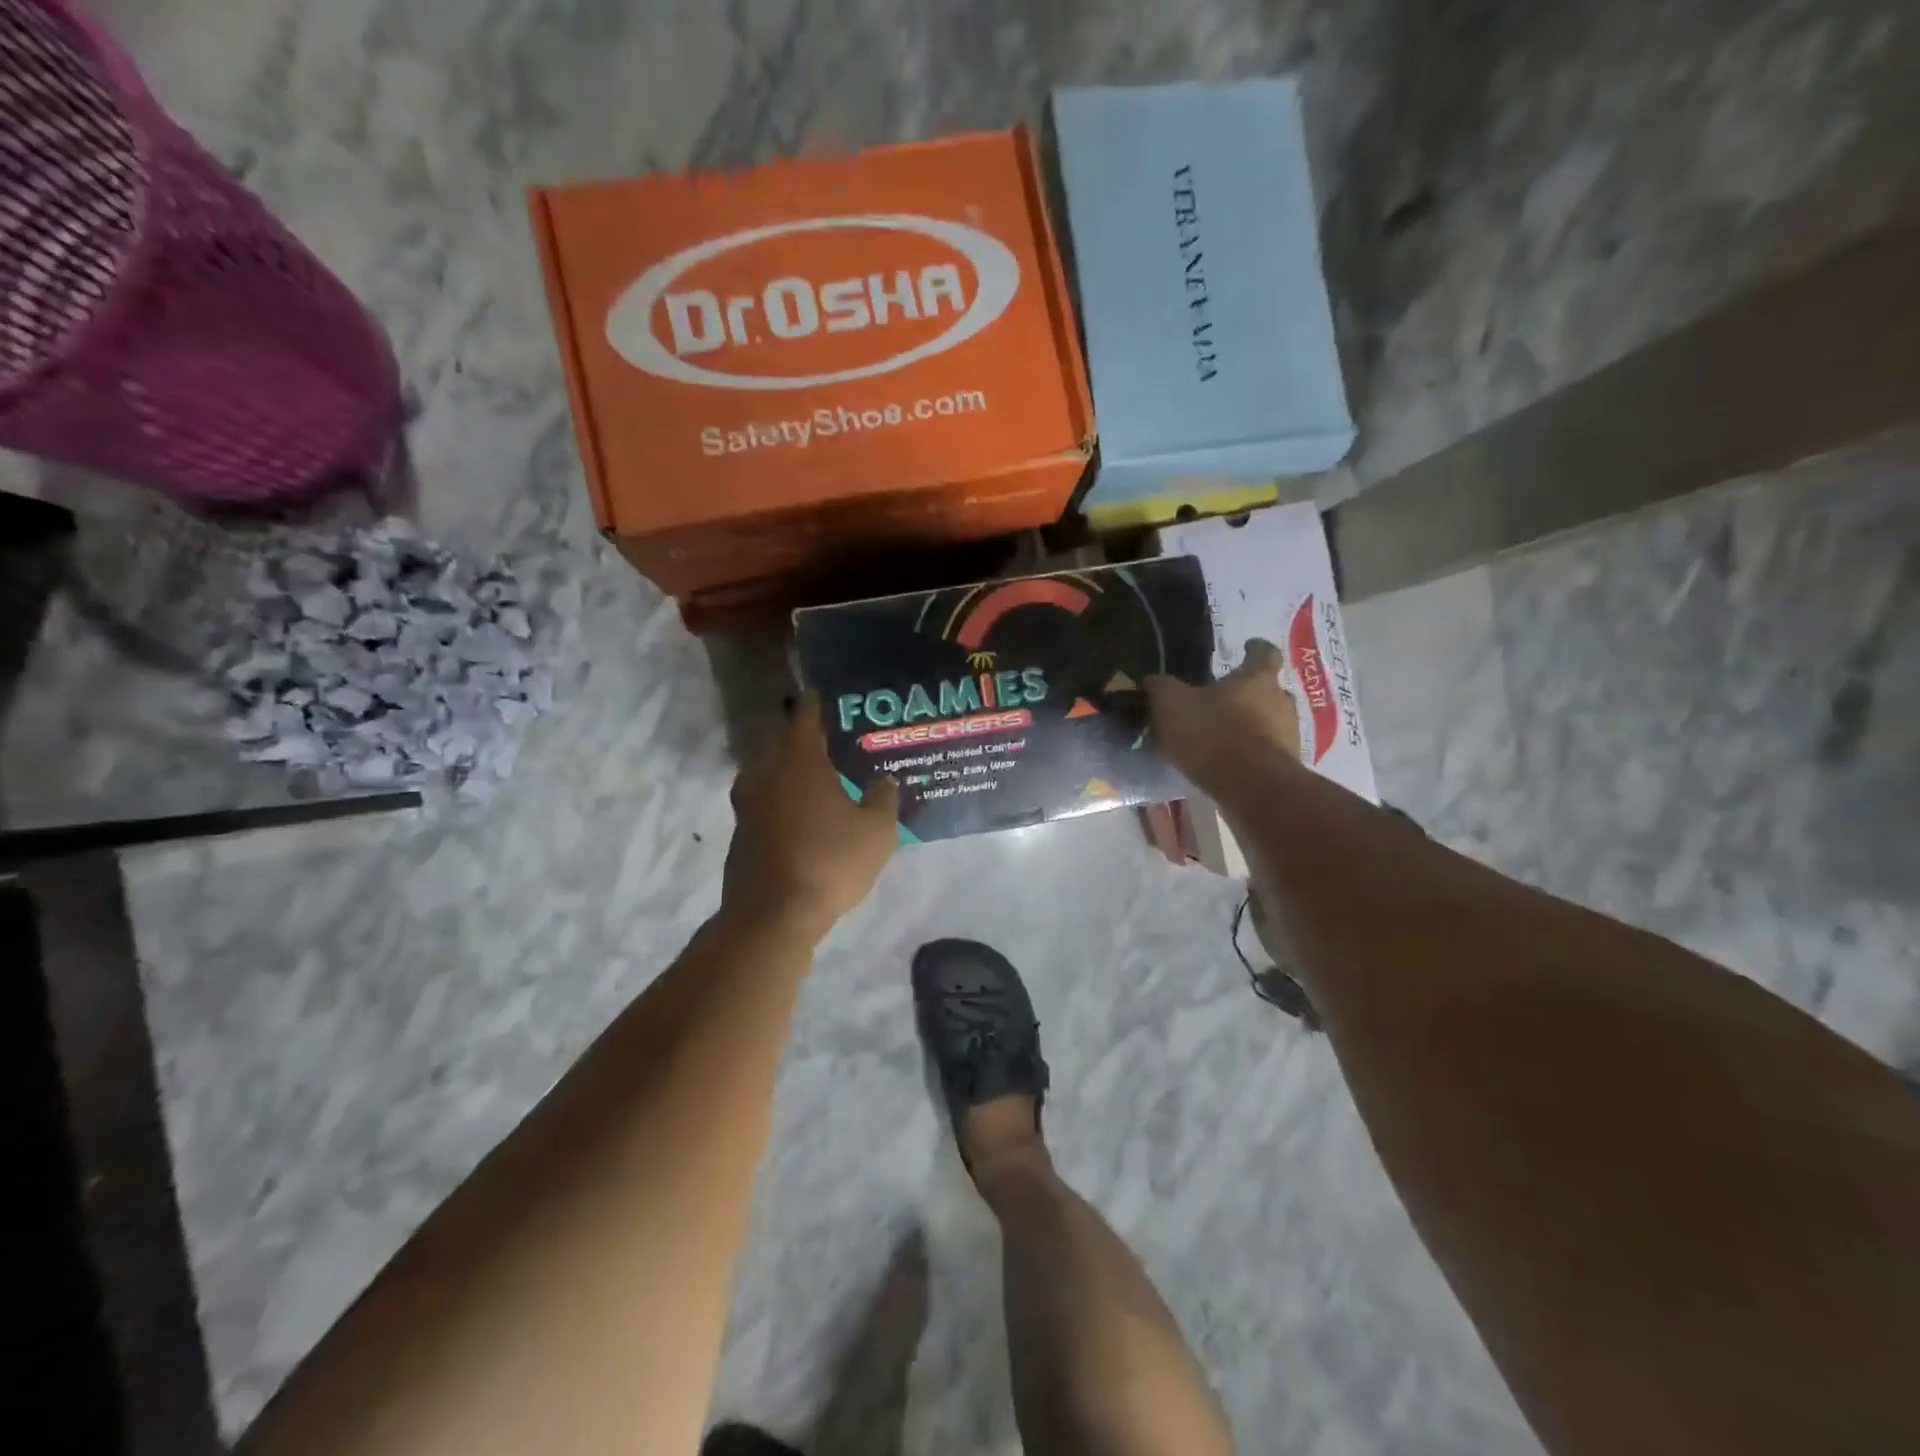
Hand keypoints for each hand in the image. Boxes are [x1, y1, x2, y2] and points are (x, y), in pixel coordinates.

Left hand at [722, 694, 900, 940]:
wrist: (772, 916)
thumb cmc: (830, 862)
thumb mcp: (876, 832)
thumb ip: (883, 799)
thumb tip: (883, 780)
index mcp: (800, 762)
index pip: (806, 718)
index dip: (817, 705)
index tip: (826, 696)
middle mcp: (767, 774)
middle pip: (781, 743)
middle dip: (803, 739)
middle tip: (830, 741)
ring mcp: (747, 805)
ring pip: (768, 774)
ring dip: (788, 771)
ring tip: (815, 779)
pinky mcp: (741, 834)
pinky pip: (763, 803)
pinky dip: (780, 801)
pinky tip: (800, 817)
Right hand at [1147, 639, 1302, 798]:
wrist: (1249, 787)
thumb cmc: (1212, 733)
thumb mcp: (1172, 704)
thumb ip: (1161, 688)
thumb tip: (1152, 680)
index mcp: (1258, 679)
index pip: (1264, 653)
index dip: (1255, 649)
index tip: (1247, 648)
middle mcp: (1281, 702)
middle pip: (1269, 691)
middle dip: (1249, 695)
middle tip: (1224, 701)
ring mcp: (1289, 736)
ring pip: (1271, 723)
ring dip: (1251, 727)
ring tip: (1222, 737)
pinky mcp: (1286, 768)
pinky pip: (1267, 753)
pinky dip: (1251, 755)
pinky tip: (1228, 764)